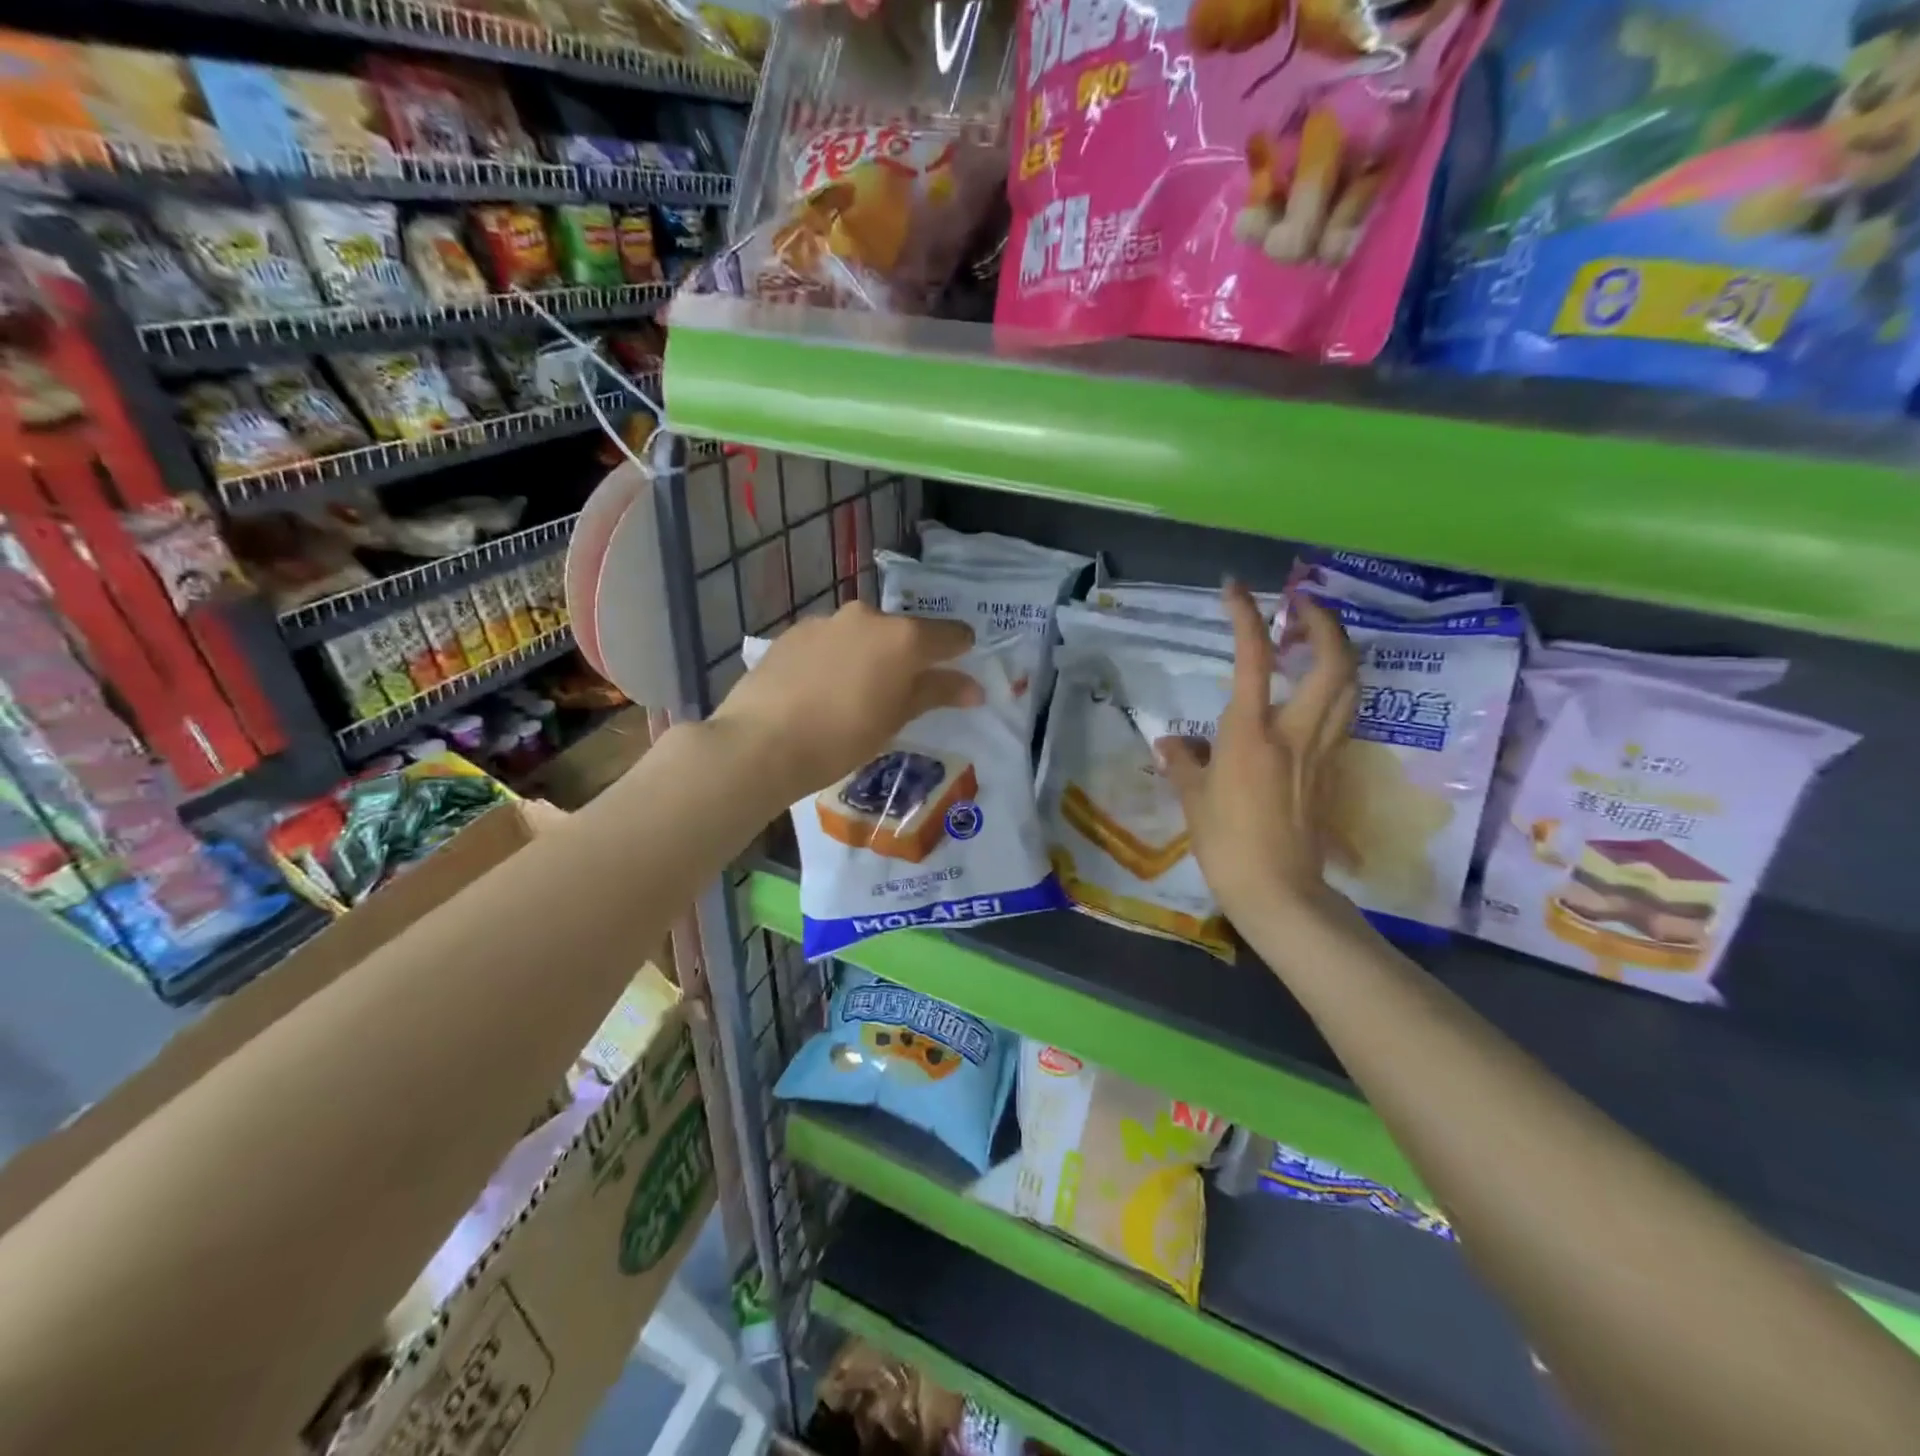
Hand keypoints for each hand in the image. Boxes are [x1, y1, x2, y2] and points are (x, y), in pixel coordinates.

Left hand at [712, 600, 980, 808]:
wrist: (760, 742)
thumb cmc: (841, 737)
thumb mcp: (896, 719)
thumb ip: (937, 693)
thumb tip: (974, 687)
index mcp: (902, 636)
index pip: (950, 634)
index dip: (960, 652)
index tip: (959, 675)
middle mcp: (867, 617)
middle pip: (902, 632)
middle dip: (907, 658)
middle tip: (899, 695)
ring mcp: (826, 620)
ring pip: (862, 635)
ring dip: (868, 657)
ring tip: (853, 696)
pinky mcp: (793, 632)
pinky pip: (829, 641)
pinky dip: (835, 659)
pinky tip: (820, 691)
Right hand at [1154, 583, 1357, 929]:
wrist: (1279, 890)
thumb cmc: (1227, 843)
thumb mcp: (1193, 799)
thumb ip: (1183, 762)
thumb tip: (1172, 745)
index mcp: (1252, 733)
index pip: (1254, 659)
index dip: (1247, 617)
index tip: (1235, 589)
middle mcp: (1296, 732)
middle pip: (1333, 662)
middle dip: (1323, 623)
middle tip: (1302, 606)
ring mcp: (1322, 750)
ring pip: (1350, 686)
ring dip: (1338, 651)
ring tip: (1314, 639)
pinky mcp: (1333, 770)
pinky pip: (1343, 714)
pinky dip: (1336, 688)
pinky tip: (1315, 691)